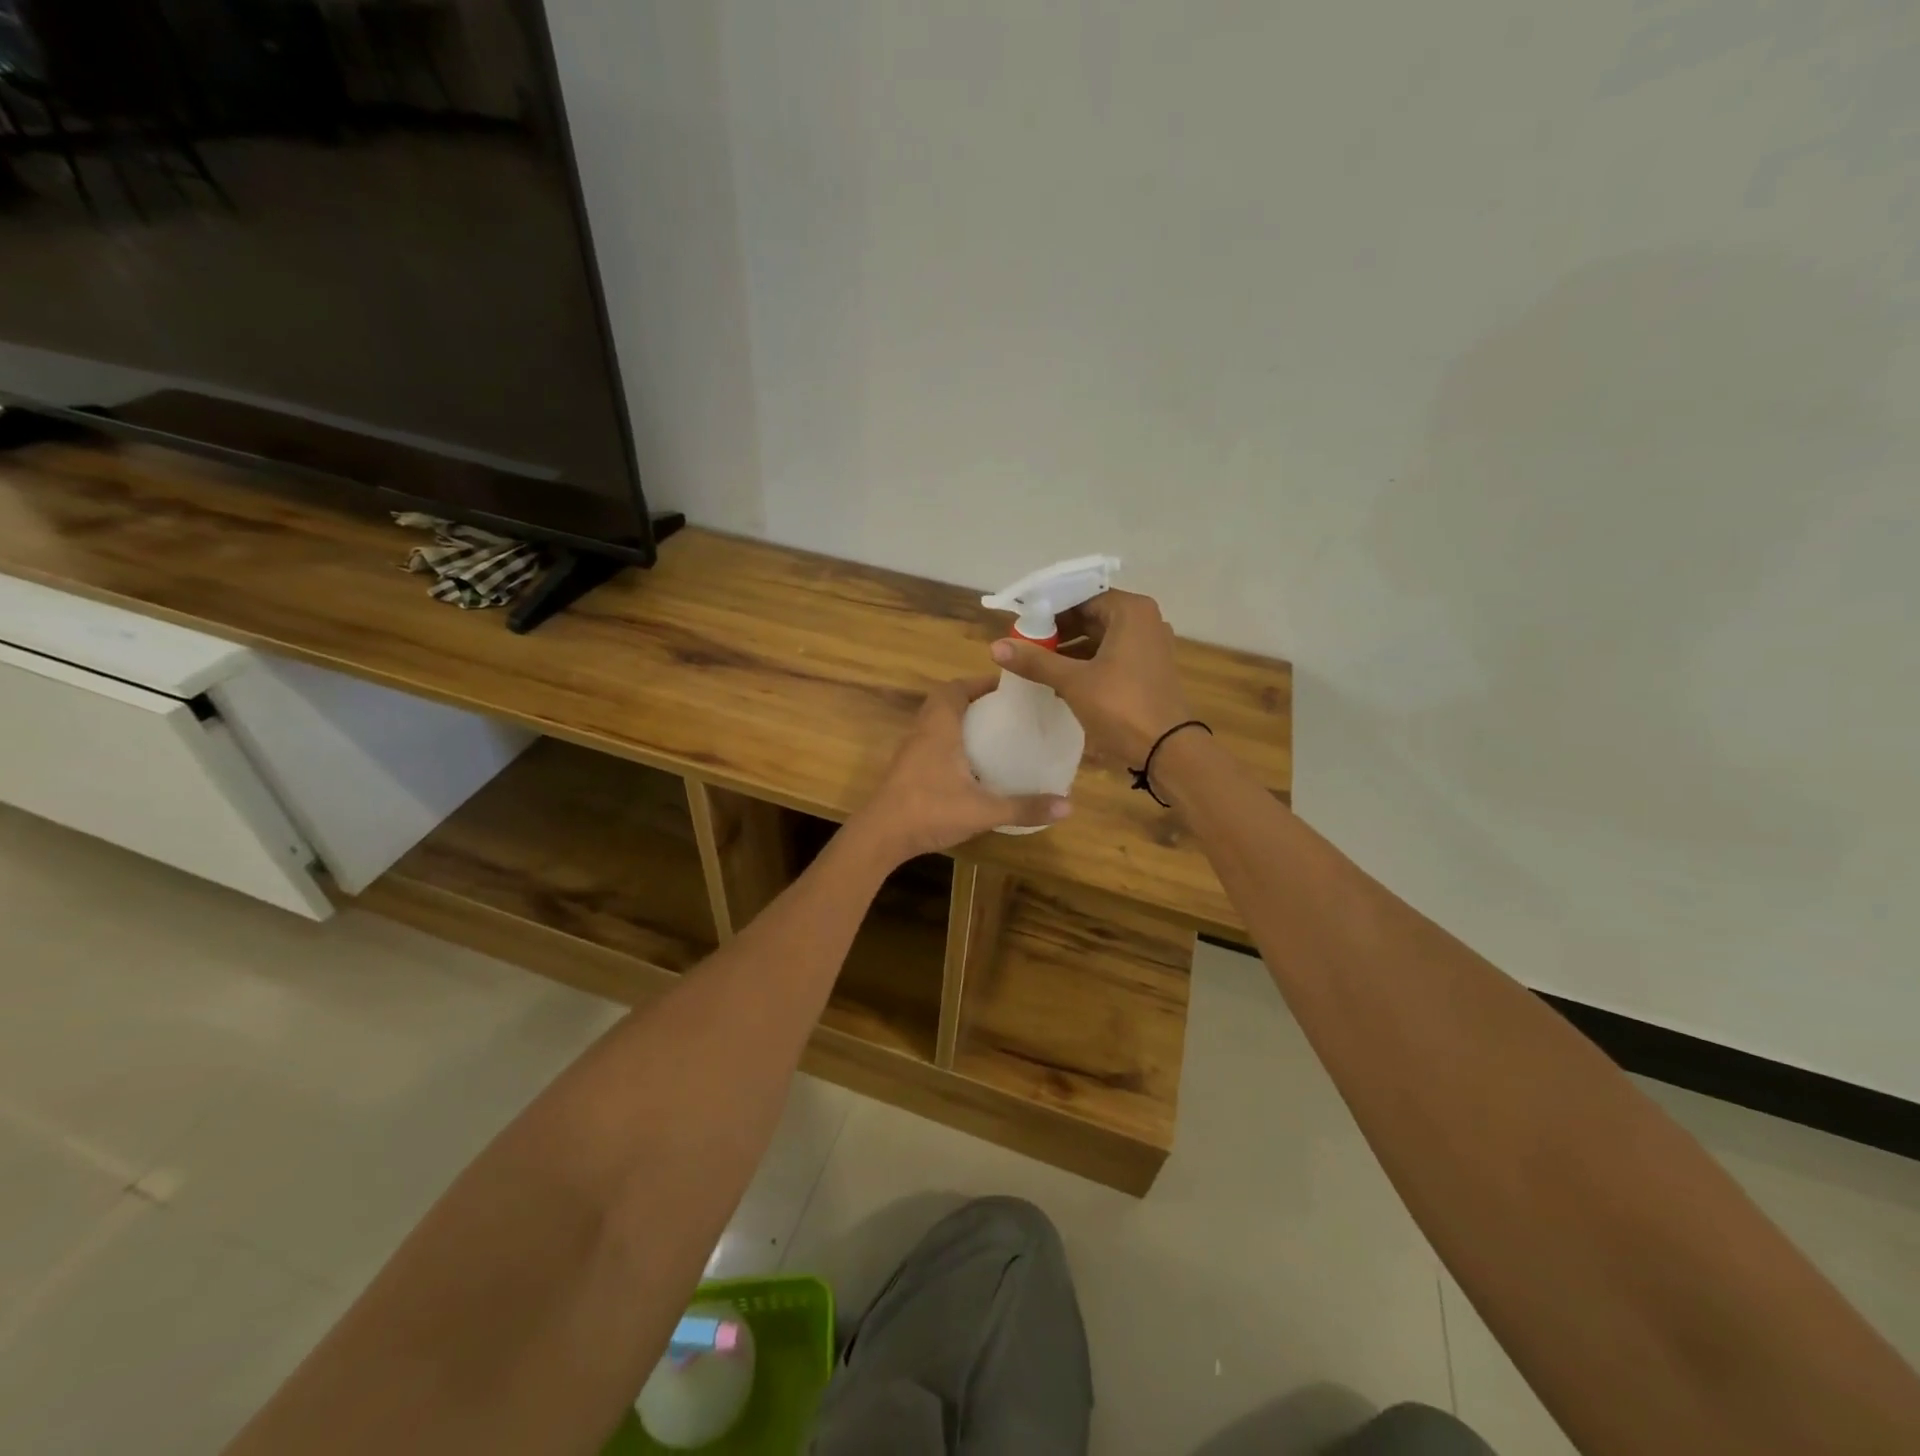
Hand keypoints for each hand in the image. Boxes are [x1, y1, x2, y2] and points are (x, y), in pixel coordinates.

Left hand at [848, 677, 1071, 863]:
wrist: (880, 836)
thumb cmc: (929, 811)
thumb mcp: (983, 810)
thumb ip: (1024, 807)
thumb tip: (1068, 805)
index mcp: (939, 727)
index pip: (956, 688)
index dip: (980, 683)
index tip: (1008, 689)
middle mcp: (922, 731)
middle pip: (944, 701)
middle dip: (973, 700)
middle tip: (1003, 711)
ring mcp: (910, 751)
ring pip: (934, 722)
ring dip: (959, 721)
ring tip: (991, 733)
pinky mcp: (905, 770)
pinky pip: (929, 742)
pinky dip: (949, 742)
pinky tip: (969, 765)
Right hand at [990, 589, 1192, 767]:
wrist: (1168, 750)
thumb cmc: (1121, 706)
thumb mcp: (1073, 682)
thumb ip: (1035, 661)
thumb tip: (995, 646)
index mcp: (1130, 611)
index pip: (1080, 597)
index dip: (1048, 610)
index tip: (1021, 624)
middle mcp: (1144, 620)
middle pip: (1091, 615)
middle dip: (1057, 631)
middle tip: (1024, 644)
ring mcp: (1150, 646)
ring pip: (1100, 637)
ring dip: (1070, 649)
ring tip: (1037, 663)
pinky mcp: (1149, 669)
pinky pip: (1111, 655)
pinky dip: (1087, 662)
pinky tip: (1060, 679)